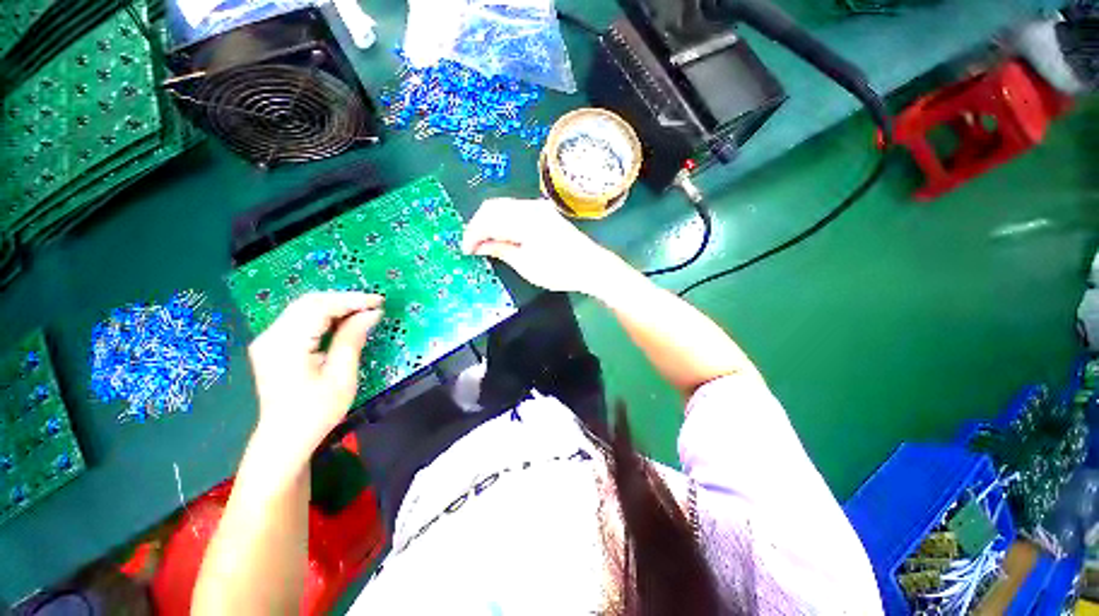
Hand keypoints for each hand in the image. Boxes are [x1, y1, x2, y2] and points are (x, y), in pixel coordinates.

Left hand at [247, 292, 382, 470]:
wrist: (285, 438)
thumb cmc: (316, 412)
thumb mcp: (341, 376)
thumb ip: (352, 339)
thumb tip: (371, 313)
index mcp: (286, 345)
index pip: (320, 307)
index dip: (352, 300)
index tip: (379, 301)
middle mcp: (271, 336)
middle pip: (308, 302)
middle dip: (344, 300)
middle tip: (373, 305)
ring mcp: (268, 340)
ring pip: (303, 308)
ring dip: (335, 306)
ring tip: (363, 311)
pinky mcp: (272, 345)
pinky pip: (300, 319)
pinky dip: (324, 316)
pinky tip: (343, 321)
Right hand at [462, 198, 623, 294]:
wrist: (590, 266)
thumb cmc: (558, 270)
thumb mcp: (525, 264)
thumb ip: (500, 249)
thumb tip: (480, 245)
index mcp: (524, 219)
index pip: (488, 220)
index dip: (473, 234)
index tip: (466, 250)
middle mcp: (529, 206)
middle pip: (493, 207)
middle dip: (478, 225)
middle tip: (473, 246)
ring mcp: (538, 207)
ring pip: (503, 206)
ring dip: (490, 222)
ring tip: (485, 242)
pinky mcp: (543, 212)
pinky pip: (515, 210)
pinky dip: (503, 221)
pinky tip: (501, 235)